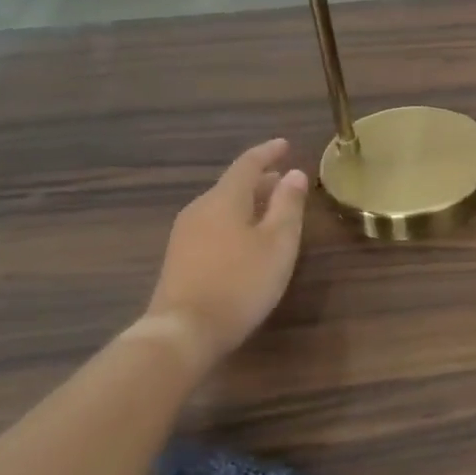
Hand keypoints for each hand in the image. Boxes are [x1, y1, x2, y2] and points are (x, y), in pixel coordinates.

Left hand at [145, 139, 308, 366]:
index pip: (248, 164)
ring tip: (272, 210)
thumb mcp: (278, 244)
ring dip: (249, 203)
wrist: (183, 330)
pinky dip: (235, 221)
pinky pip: (213, 225)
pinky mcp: (180, 257)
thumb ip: (288, 206)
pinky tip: (247, 239)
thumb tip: (295, 173)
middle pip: (233, 185)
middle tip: (286, 182)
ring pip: (223, 206)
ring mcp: (185, 233)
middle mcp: (200, 208)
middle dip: (261, 180)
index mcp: (225, 199)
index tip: (285, 144)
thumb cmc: (240, 282)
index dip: (268, 152)